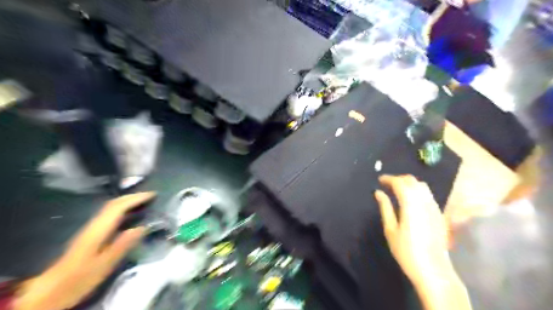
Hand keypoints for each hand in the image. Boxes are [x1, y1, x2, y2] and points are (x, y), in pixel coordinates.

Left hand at [13, 193, 156, 308]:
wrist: (51, 291)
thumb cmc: (80, 278)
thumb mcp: (105, 264)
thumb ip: (123, 244)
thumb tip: (143, 227)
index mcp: (98, 230)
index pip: (118, 207)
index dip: (136, 199)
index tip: (152, 195)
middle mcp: (94, 225)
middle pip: (113, 204)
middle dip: (132, 197)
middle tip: (150, 196)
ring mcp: (90, 229)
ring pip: (110, 208)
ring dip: (127, 201)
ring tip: (143, 202)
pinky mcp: (90, 235)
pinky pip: (109, 215)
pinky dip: (121, 209)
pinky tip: (128, 215)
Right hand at [376, 174, 452, 285]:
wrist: (433, 270)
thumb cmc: (406, 251)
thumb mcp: (390, 229)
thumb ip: (385, 207)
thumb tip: (378, 192)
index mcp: (410, 204)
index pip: (400, 183)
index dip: (389, 178)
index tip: (379, 180)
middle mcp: (424, 201)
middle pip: (412, 181)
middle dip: (398, 179)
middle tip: (387, 184)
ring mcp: (434, 207)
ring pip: (422, 186)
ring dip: (408, 183)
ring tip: (397, 190)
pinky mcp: (439, 214)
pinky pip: (428, 194)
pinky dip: (417, 190)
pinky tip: (410, 200)